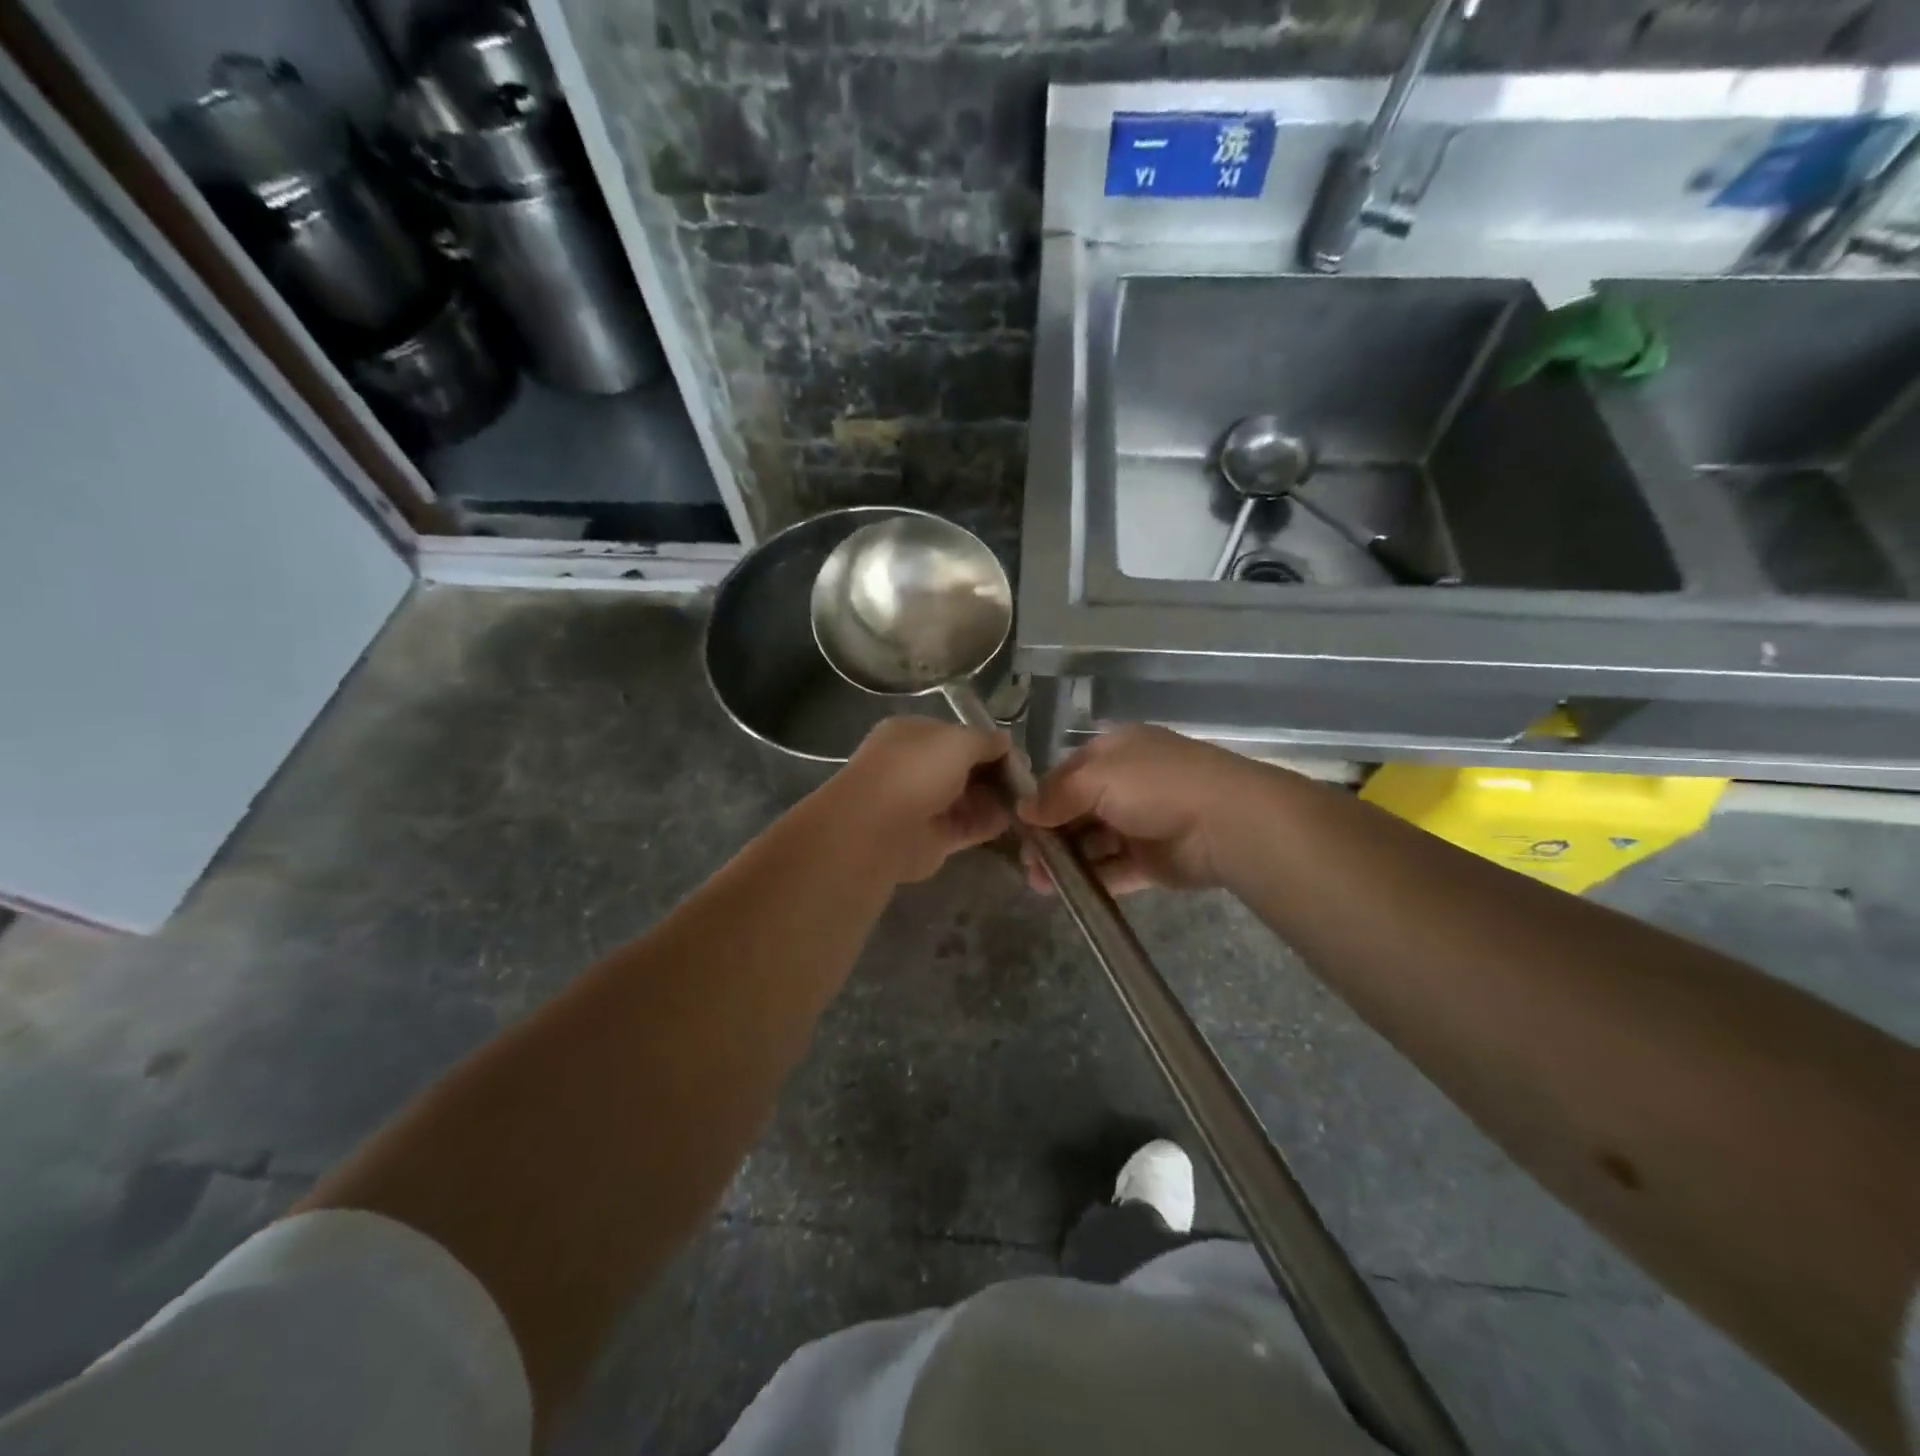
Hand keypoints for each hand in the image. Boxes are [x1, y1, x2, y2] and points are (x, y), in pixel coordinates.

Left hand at [830, 717, 1012, 883]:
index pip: (956, 736)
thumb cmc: (916, 770)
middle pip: (964, 769)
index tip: (1016, 754)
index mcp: (913, 735)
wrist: (878, 829)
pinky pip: (967, 826)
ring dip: (995, 799)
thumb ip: (985, 741)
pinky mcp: (932, 838)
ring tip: (1027, 801)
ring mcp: (923, 804)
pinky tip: (1013, 820)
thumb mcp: (958, 740)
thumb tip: (1005, 742)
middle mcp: (916, 768)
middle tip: (1027, 781)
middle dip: (994, 773)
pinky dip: (989, 823)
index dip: (987, 744)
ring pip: (967, 799)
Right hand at [1017, 725, 1262, 894]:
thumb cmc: (1155, 786)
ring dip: (1066, 860)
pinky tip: (1068, 892)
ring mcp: (1141, 823)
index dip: (1042, 797)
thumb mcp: (1096, 777)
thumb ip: (1056, 794)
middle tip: (1027, 861)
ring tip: (1039, 882)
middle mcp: (1127, 785)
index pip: (1068, 773)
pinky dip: (1092, 878)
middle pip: (1077, 810)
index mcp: (1115, 752)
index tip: (1019, 824)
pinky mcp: (1153, 860)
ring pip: (1093, 842)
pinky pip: (1115, 869)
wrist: (1224, 822)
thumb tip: (1023, 811)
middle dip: (1050, 834)